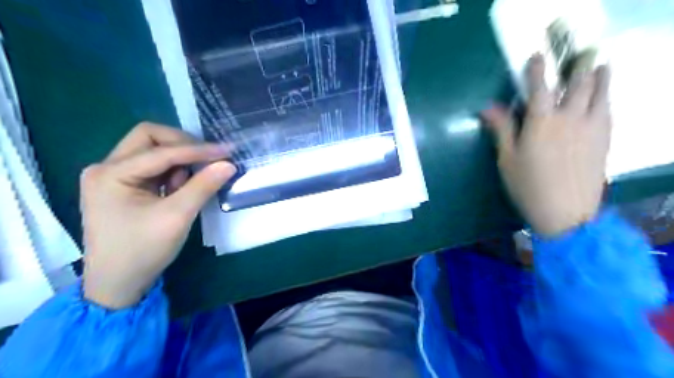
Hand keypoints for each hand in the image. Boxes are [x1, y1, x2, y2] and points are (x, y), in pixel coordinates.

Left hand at [82, 123, 234, 308]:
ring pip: (152, 151)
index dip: (197, 150)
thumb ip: (203, 186)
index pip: (161, 151)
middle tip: (209, 158)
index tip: (228, 151)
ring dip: (179, 160)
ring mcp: (113, 177)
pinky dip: (173, 172)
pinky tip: (181, 188)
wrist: (117, 284)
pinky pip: (153, 167)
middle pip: (149, 138)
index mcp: (110, 174)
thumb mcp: (177, 217)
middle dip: (183, 145)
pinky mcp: (123, 187)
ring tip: (193, 182)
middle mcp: (106, 168)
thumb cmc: (143, 251)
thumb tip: (229, 164)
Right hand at [482, 54, 614, 237]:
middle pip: (577, 84)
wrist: (566, 212)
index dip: (537, 69)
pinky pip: (608, 110)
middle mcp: (570, 118)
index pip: (539, 87)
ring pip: (600, 93)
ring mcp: (592, 127)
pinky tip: (604, 97)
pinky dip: (606, 97)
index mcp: (541, 122)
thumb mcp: (507, 159)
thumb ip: (501, 129)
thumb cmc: (528, 186)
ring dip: (599, 76)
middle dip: (577, 66)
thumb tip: (487, 107)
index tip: (537, 56)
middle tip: (578, 56)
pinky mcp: (605, 139)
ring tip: (599, 66)